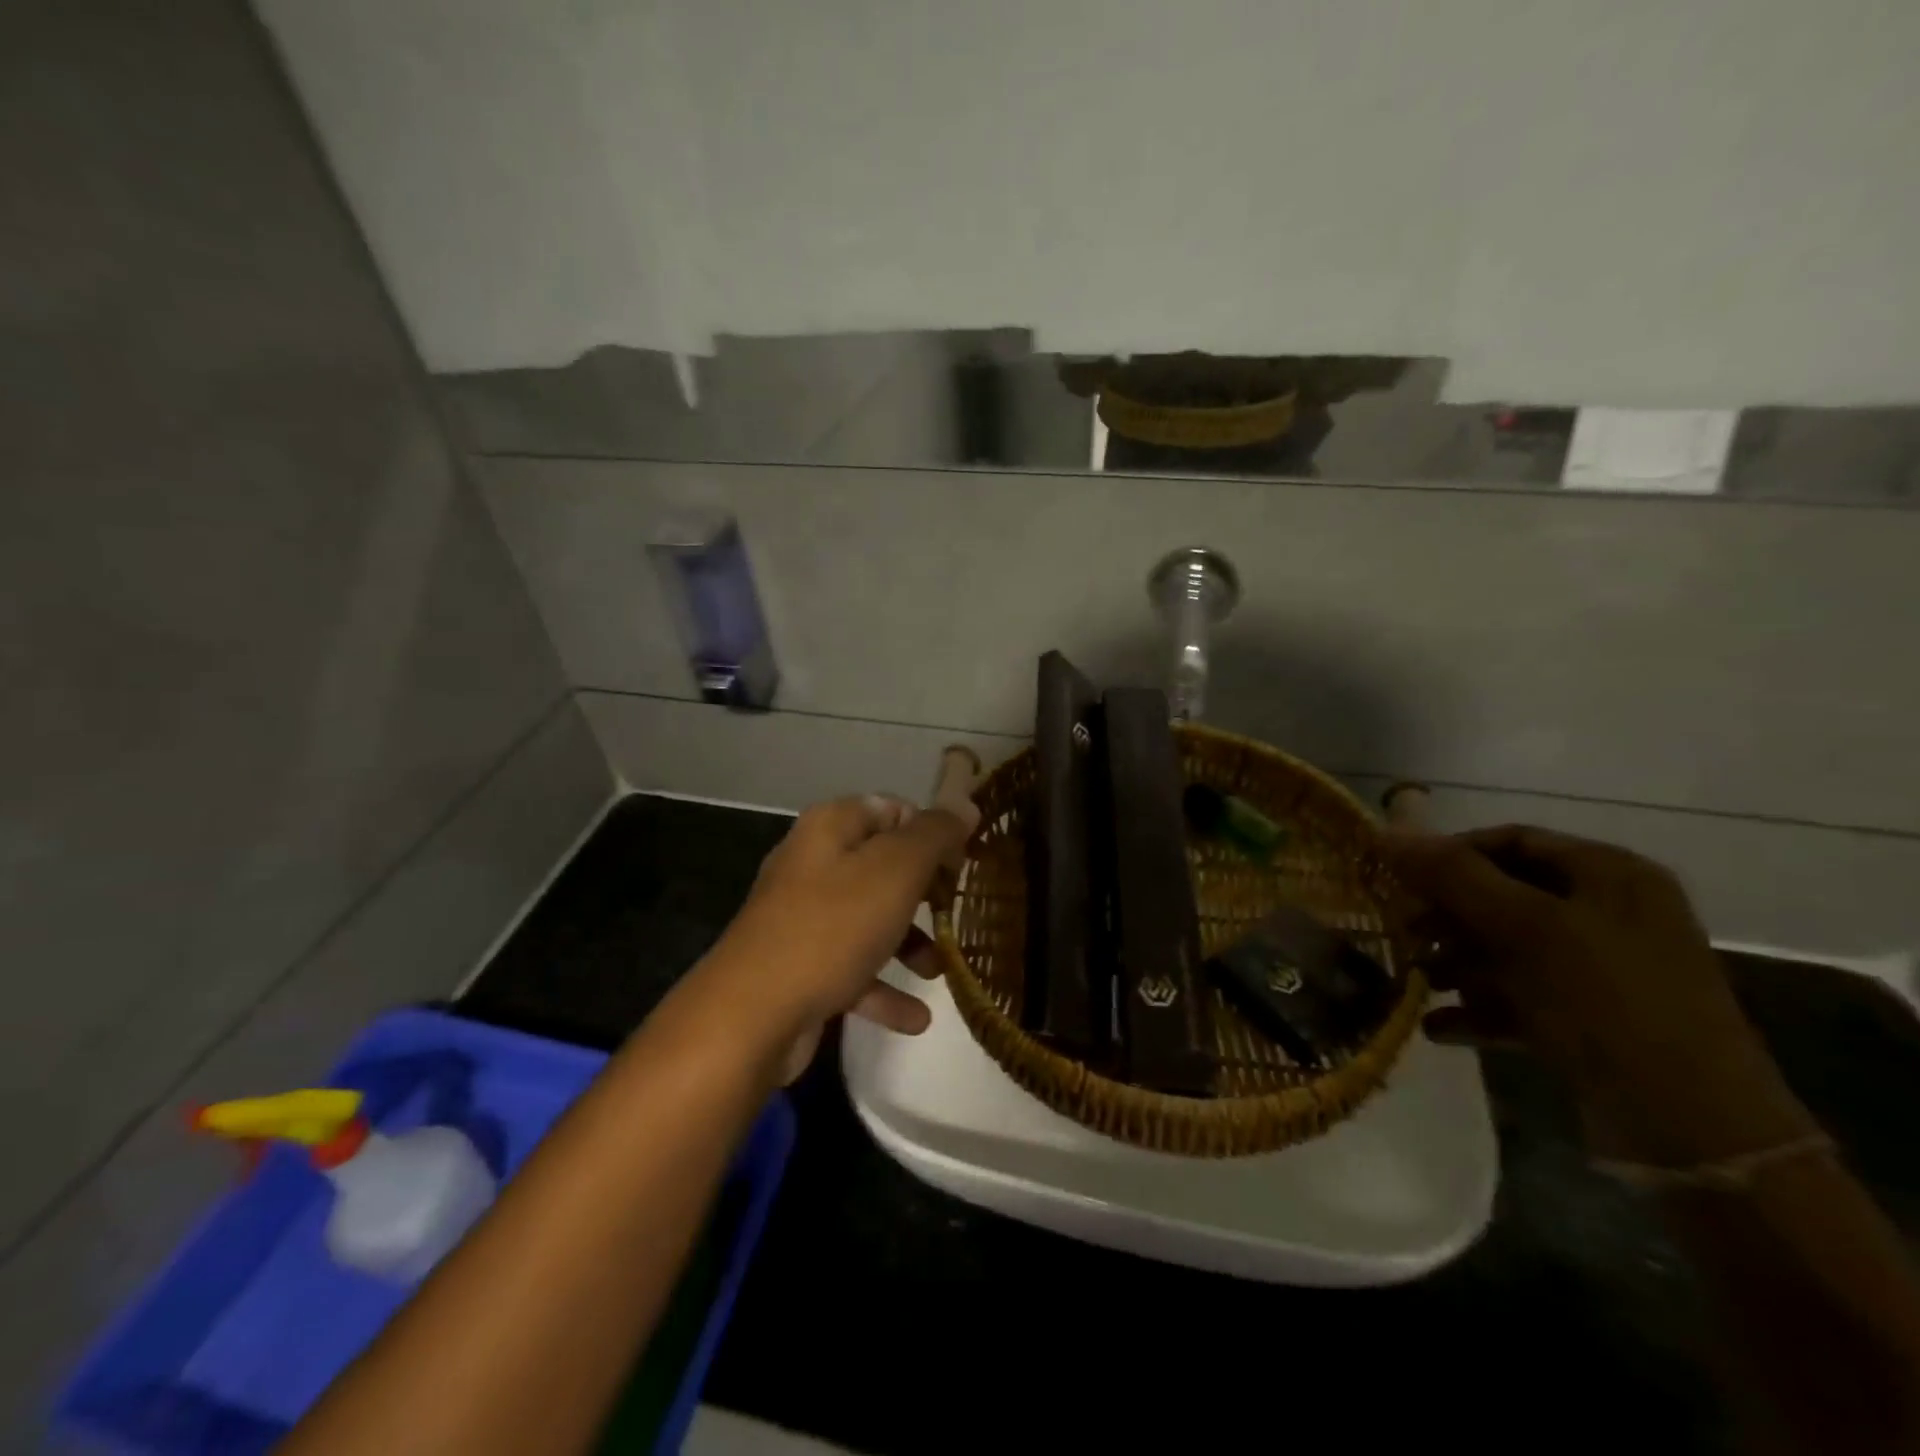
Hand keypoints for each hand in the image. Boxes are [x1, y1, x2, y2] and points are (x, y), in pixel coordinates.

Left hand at [707, 795, 972, 1081]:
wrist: (751, 1014)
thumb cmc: (832, 928)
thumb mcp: (896, 871)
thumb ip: (934, 835)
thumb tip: (964, 805)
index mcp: (831, 828)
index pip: (893, 810)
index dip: (931, 832)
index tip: (963, 863)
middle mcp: (813, 863)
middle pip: (883, 865)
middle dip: (924, 892)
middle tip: (956, 911)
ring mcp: (802, 917)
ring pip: (870, 919)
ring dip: (909, 944)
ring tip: (938, 971)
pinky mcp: (799, 965)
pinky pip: (852, 968)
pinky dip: (883, 988)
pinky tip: (915, 1018)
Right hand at [1385, 825, 1810, 1166]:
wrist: (1694, 1131)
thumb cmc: (1608, 1003)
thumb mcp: (1525, 928)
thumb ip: (1453, 876)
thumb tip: (1385, 833)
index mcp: (1610, 875)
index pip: (1511, 840)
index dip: (1449, 854)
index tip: (1399, 880)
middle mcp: (1609, 914)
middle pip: (1503, 895)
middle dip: (1447, 916)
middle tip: (1402, 934)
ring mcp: (1602, 970)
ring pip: (1506, 948)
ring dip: (1455, 964)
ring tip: (1415, 982)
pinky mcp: (1591, 1020)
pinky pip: (1520, 998)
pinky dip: (1477, 1008)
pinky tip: (1437, 1026)